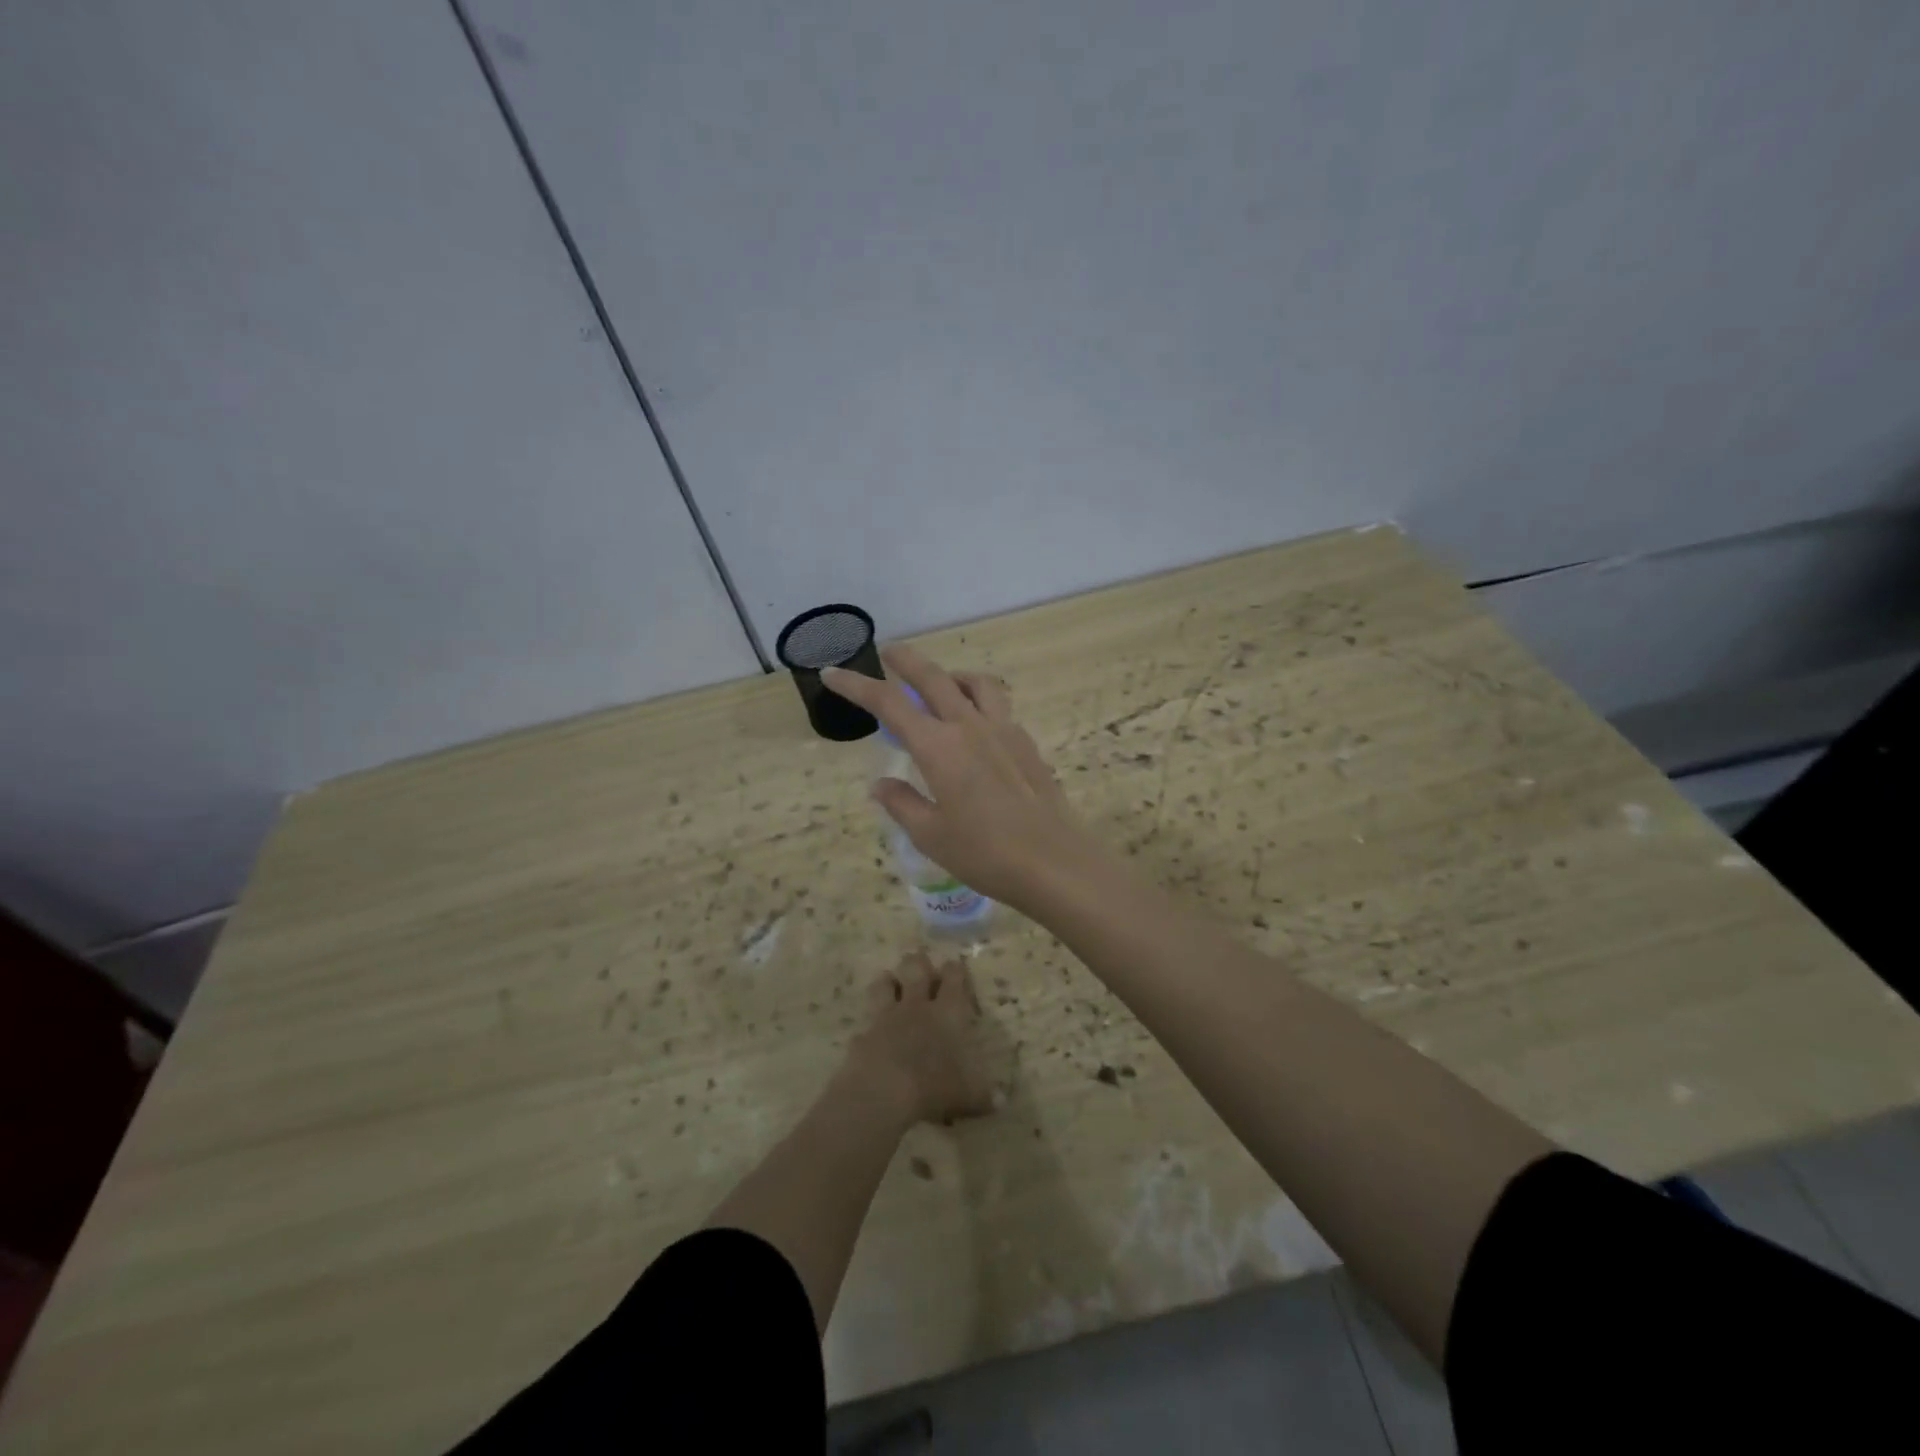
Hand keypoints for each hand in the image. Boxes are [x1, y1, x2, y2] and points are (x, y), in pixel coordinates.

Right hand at [823, 644, 1101, 909]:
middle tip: (889, 650)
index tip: (833, 673)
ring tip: (941, 686)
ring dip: (952, 675)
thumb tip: (880, 786)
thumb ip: (902, 804)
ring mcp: (1004, 730)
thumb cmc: (985, 854)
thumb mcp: (931, 836)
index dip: (856, 685)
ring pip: (976, 683)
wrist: (1054, 862)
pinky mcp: (1027, 743)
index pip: (889, 703)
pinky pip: (999, 706)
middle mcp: (970, 726)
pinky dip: (979, 701)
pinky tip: (976, 728)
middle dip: (906, 659)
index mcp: (939, 747)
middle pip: (934, 677)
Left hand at [844, 951, 997, 1127]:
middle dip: (918, 963)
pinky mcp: (863, 1035)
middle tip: (921, 965)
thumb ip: (984, 1096)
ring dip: (888, 981)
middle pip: (915, 969)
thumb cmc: (934, 1085)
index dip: (955, 970)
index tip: (955, 967)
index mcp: (947, 1013)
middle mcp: (916, 1006)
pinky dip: (867, 1029)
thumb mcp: (968, 1095)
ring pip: (884, 984)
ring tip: (891, 983)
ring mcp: (886, 1017)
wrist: (882, 1091)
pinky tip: (868, 1037)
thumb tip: (1002, 1102)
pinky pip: (865, 1025)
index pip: (953, 978)